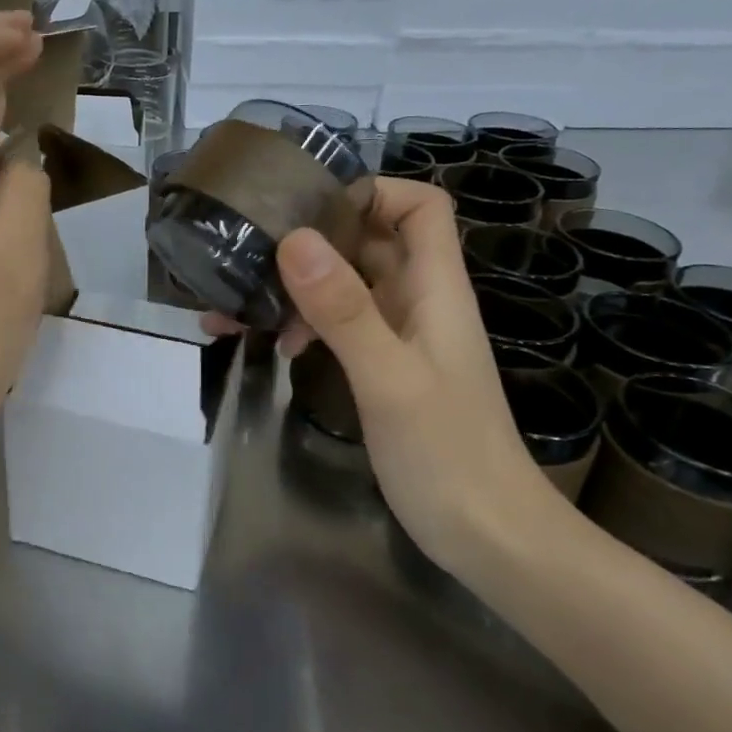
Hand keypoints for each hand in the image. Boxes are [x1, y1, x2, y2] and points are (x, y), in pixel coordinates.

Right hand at [232, 180, 560, 559]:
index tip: (309, 207)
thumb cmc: (449, 457)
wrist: (490, 539)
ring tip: (241, 306)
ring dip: (299, 287)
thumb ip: (344, 311)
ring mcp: (401, 337)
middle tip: (250, 251)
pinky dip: (307, 324)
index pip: (420, 205)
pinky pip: (341, 326)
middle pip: (371, 240)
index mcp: (435, 289)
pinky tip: (277, 348)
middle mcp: (419, 301)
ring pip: (348, 285)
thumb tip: (293, 239)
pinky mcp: (385, 369)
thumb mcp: (390, 379)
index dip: (372, 191)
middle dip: (313, 239)